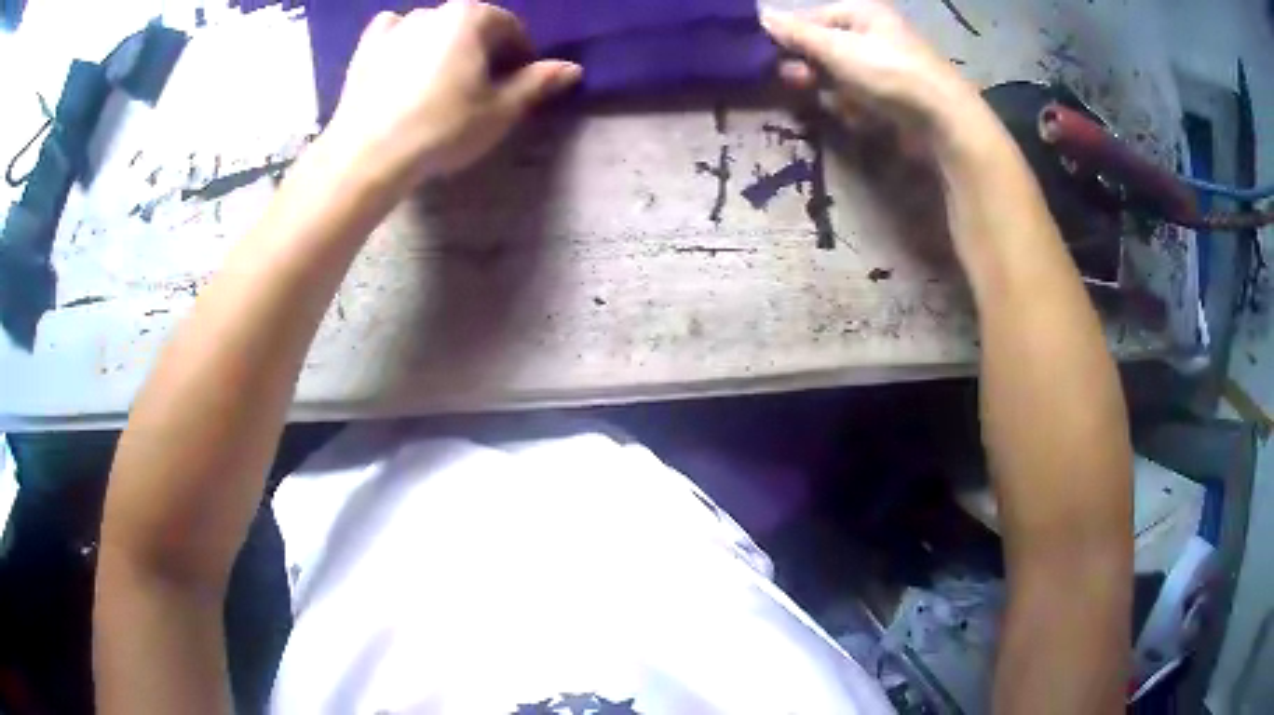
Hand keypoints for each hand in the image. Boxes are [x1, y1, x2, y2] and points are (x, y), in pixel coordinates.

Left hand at [323, 0, 581, 188]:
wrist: (368, 155)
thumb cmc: (442, 129)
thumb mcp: (500, 110)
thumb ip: (537, 83)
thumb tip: (572, 68)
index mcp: (472, 16)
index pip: (510, 28)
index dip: (520, 56)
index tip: (516, 85)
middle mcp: (434, 10)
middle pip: (471, 26)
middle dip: (482, 51)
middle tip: (479, 89)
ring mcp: (396, 26)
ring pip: (434, 30)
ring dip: (445, 48)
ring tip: (440, 84)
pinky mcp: (366, 48)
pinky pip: (394, 34)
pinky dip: (405, 43)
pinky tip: (404, 64)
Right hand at [762, 1, 974, 132]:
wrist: (944, 121)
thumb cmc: (890, 73)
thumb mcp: (837, 48)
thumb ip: (797, 33)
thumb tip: (760, 16)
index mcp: (863, 12)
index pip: (811, 19)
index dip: (791, 39)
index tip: (772, 60)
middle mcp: (874, 33)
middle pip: (825, 48)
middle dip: (810, 67)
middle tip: (801, 84)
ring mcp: (886, 65)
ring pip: (839, 76)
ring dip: (831, 90)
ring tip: (838, 103)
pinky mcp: (895, 95)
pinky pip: (860, 96)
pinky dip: (853, 106)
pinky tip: (859, 115)